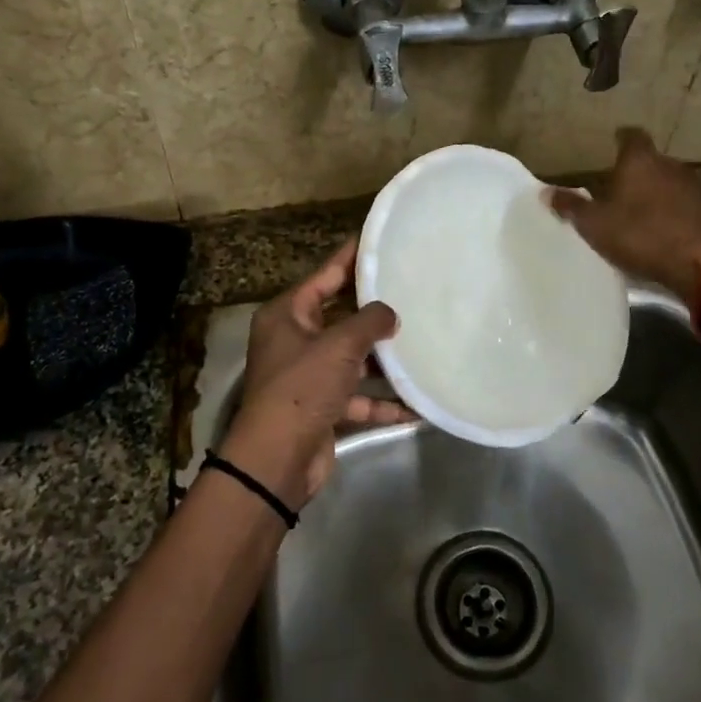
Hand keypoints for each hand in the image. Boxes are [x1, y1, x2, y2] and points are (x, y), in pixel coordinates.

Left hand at [220, 237, 406, 511]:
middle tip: (412, 290)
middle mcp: (295, 341)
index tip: (379, 242)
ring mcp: (310, 376)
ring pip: (353, 358)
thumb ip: (370, 321)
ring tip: (422, 342)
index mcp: (288, 315)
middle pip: (341, 316)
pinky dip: (384, 400)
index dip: (351, 258)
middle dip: (374, 310)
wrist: (278, 460)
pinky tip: (417, 404)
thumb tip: (390, 314)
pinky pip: (359, 396)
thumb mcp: (339, 345)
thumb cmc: (303, 388)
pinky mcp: (324, 408)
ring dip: (383, 358)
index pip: (325, 275)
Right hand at [546, 128, 700, 301]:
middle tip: (620, 188)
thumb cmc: (641, 235)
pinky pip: (686, 206)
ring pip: (670, 183)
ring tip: (641, 212)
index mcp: (639, 161)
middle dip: (638, 172)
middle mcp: (670, 165)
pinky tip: (665, 231)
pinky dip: (675, 213)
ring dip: (658, 193)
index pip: (631, 136)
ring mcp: (695, 187)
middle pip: (651, 161)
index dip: (622, 139)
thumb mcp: (595, 225)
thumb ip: (571, 207)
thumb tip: (545, 192)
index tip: (614, 143)